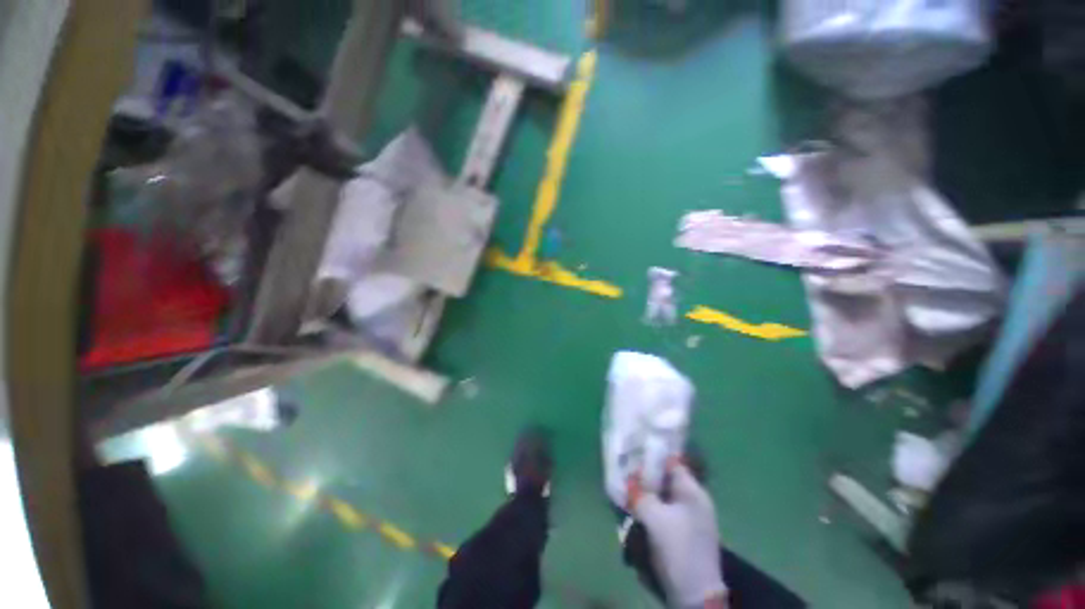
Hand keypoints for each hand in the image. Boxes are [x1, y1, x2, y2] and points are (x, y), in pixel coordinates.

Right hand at [631, 464, 727, 607]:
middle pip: (667, 480)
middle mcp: (695, 501)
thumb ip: (640, 494)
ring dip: (649, 495)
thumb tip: (629, 480)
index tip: (634, 453)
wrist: (695, 593)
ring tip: (629, 492)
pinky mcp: (686, 534)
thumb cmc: (677, 547)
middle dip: (647, 477)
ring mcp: (692, 518)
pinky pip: (666, 512)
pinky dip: (653, 509)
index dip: (653, 457)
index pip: (672, 463)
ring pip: (665, 497)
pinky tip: (639, 511)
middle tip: (627, 474)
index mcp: (693, 491)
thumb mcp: (654, 517)